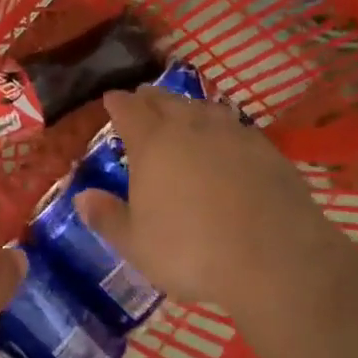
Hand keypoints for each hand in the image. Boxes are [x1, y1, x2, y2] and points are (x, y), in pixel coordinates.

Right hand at [72, 88, 339, 315]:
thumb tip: (82, 198)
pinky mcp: (266, 149)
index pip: (128, 108)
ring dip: (188, 108)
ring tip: (183, 115)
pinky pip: (235, 128)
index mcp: (152, 142)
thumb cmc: (192, 251)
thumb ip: (107, 217)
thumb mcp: (137, 244)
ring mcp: (232, 133)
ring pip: (203, 108)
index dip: (117, 103)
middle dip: (150, 99)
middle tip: (143, 101)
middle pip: (165, 100)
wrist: (275, 259)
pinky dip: (222, 130)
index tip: (110, 100)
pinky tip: (226, 144)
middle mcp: (189, 126)